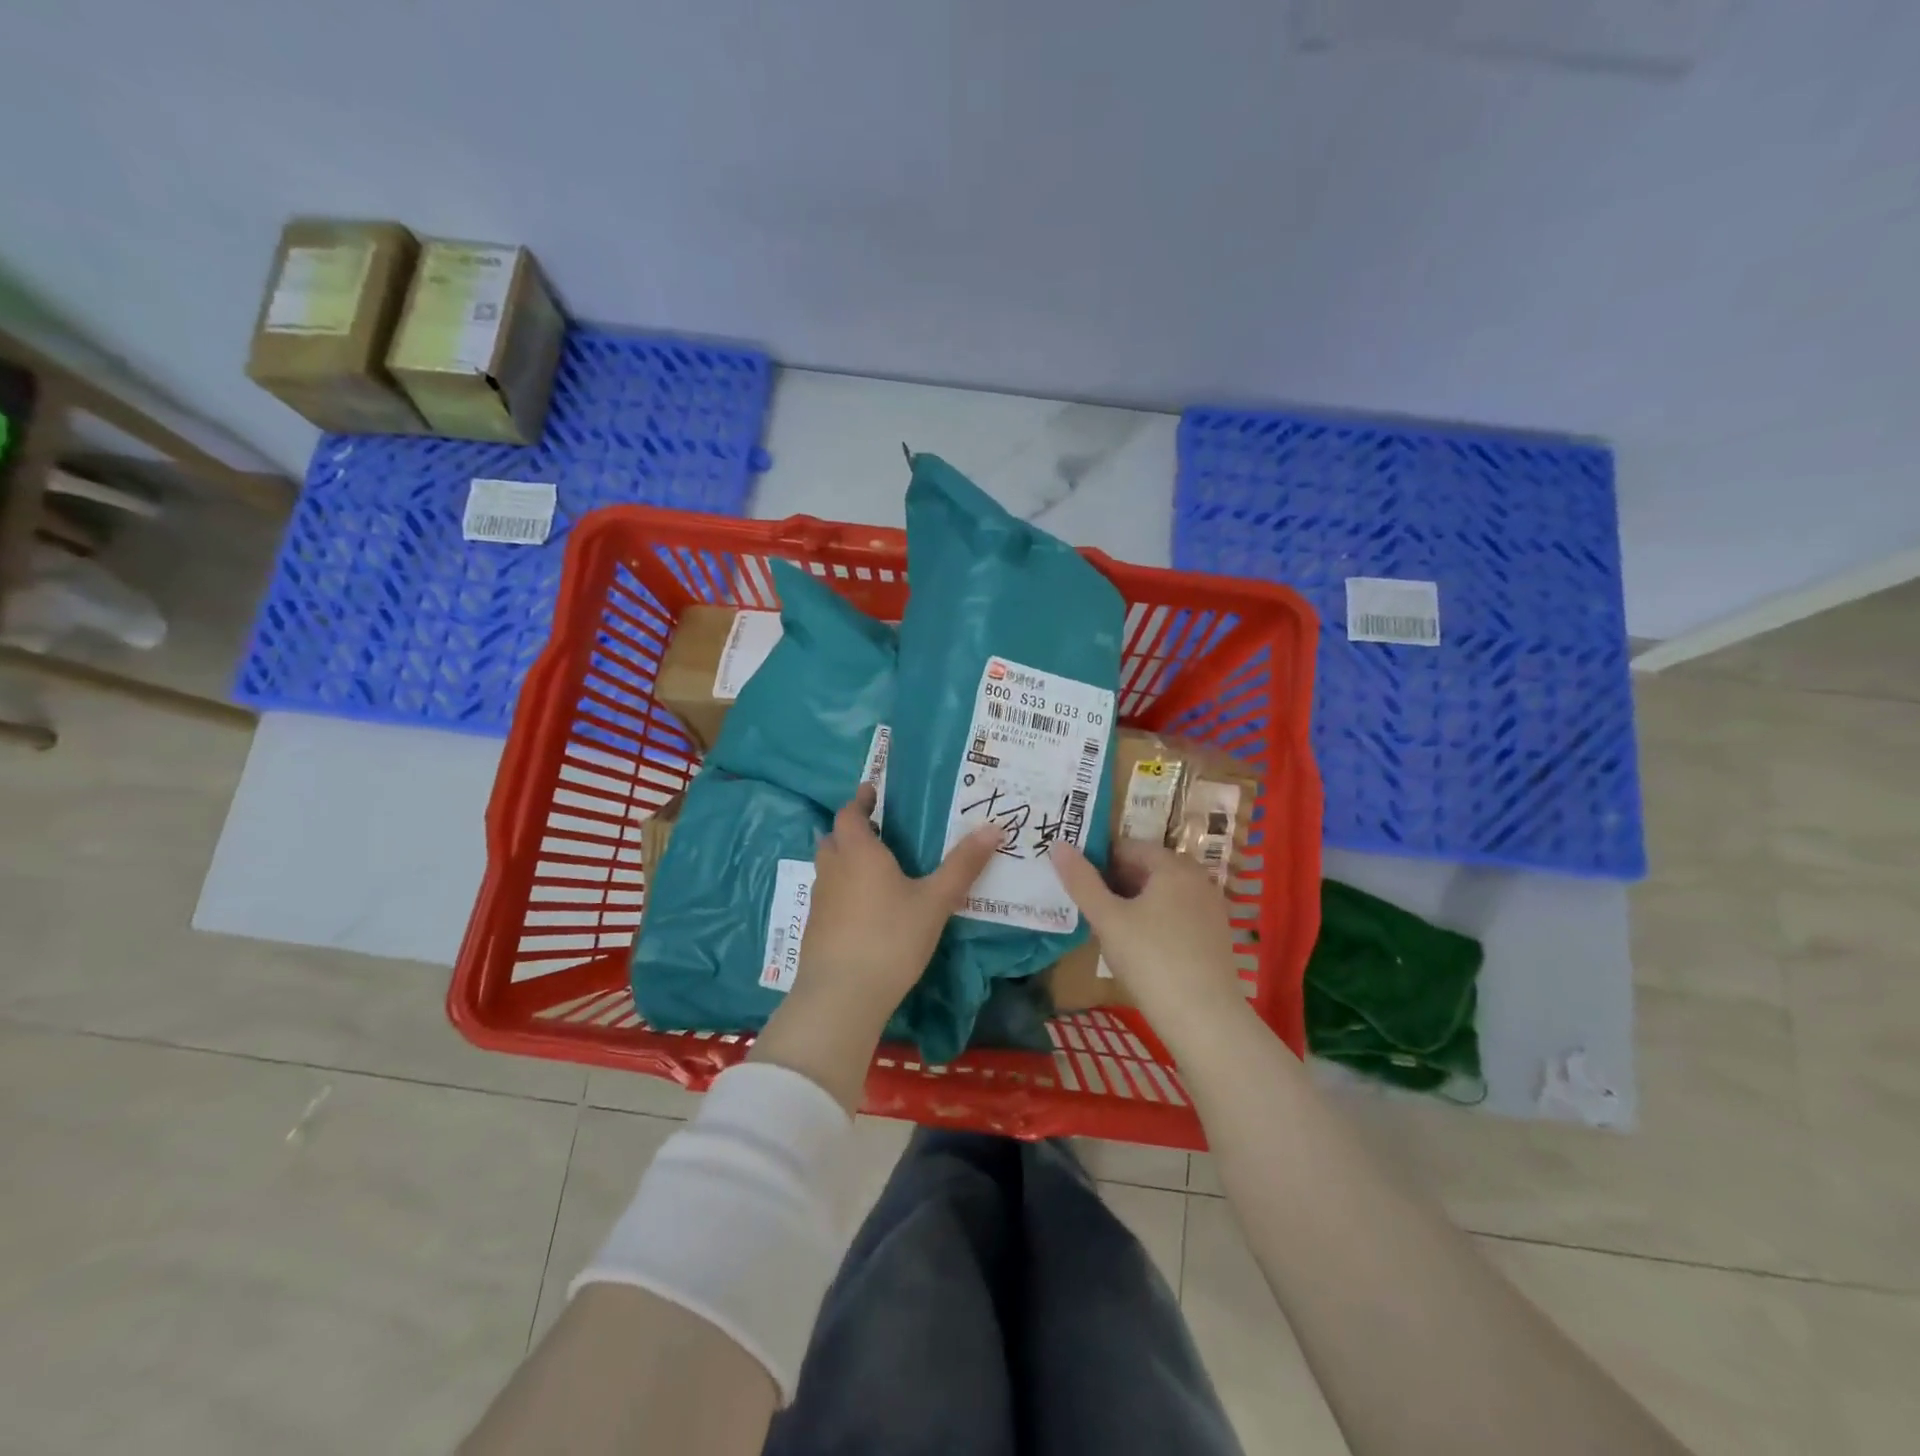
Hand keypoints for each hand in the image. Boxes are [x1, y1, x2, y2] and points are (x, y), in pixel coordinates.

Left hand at [750, 784, 1000, 1109]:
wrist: (841, 995)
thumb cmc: (891, 938)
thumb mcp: (935, 901)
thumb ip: (963, 865)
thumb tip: (994, 828)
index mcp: (858, 851)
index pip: (850, 813)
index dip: (860, 801)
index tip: (872, 792)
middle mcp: (833, 868)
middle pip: (835, 837)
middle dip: (853, 830)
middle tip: (880, 831)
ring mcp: (819, 899)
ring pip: (829, 866)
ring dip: (846, 859)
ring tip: (876, 868)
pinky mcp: (815, 927)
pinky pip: (828, 894)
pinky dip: (843, 889)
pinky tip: (865, 908)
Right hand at [1052, 839, 1250, 1049]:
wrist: (1205, 1019)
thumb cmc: (1151, 960)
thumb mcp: (1107, 919)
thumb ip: (1081, 880)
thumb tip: (1059, 845)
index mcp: (1173, 865)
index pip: (1128, 847)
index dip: (1099, 861)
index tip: (1078, 884)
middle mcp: (1197, 878)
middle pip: (1147, 868)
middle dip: (1116, 882)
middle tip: (1089, 908)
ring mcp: (1210, 907)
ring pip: (1162, 892)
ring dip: (1134, 902)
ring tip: (1109, 927)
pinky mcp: (1215, 934)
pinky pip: (1177, 913)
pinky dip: (1155, 919)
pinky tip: (1139, 946)